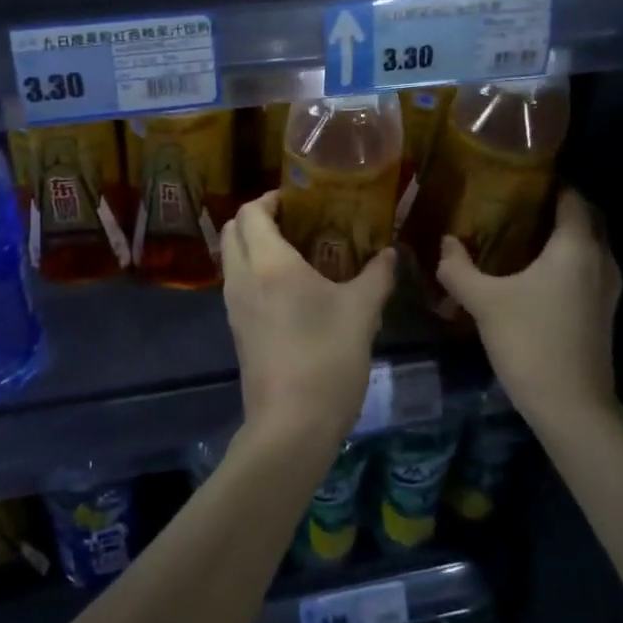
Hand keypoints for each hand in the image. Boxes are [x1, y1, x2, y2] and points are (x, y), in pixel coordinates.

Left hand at [220, 192, 394, 450]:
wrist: (291, 425)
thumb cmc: (327, 359)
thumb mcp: (362, 313)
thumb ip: (377, 276)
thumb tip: (389, 253)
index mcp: (269, 264)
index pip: (251, 212)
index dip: (270, 198)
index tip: (299, 199)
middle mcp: (242, 278)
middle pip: (234, 230)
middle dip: (258, 217)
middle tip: (296, 220)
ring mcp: (234, 306)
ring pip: (232, 257)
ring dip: (254, 244)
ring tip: (297, 251)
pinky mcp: (236, 329)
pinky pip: (238, 283)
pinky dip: (254, 270)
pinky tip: (290, 286)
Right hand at [436, 190, 622, 429]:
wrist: (571, 404)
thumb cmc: (529, 341)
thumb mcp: (484, 301)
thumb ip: (458, 268)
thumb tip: (444, 243)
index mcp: (576, 246)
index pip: (572, 197)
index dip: (551, 182)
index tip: (521, 177)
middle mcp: (600, 259)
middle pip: (586, 218)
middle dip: (558, 206)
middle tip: (518, 203)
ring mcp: (608, 287)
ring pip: (590, 245)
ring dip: (565, 234)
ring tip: (524, 233)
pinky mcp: (604, 311)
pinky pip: (589, 268)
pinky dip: (569, 259)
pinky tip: (537, 272)